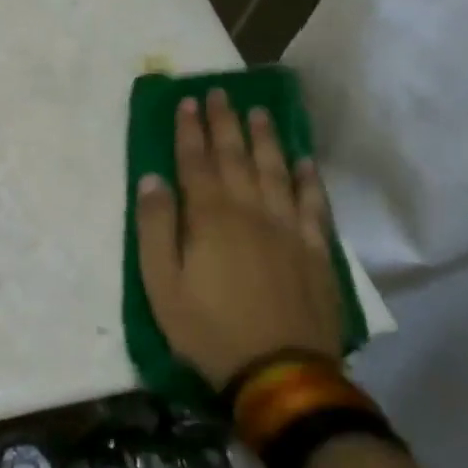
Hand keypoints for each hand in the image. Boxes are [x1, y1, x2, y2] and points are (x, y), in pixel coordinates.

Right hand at [135, 89, 339, 389]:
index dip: (190, 130)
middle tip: (221, 93)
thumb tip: (152, 180)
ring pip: (276, 172)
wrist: (281, 374)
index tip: (188, 101)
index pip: (196, 162)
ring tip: (259, 112)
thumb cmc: (208, 329)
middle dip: (226, 123)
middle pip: (237, 158)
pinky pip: (314, 206)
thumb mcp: (161, 284)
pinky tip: (304, 163)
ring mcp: (289, 230)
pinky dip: (309, 180)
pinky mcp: (315, 252)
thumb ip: (155, 228)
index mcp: (210, 218)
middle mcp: (251, 212)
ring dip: (266, 140)